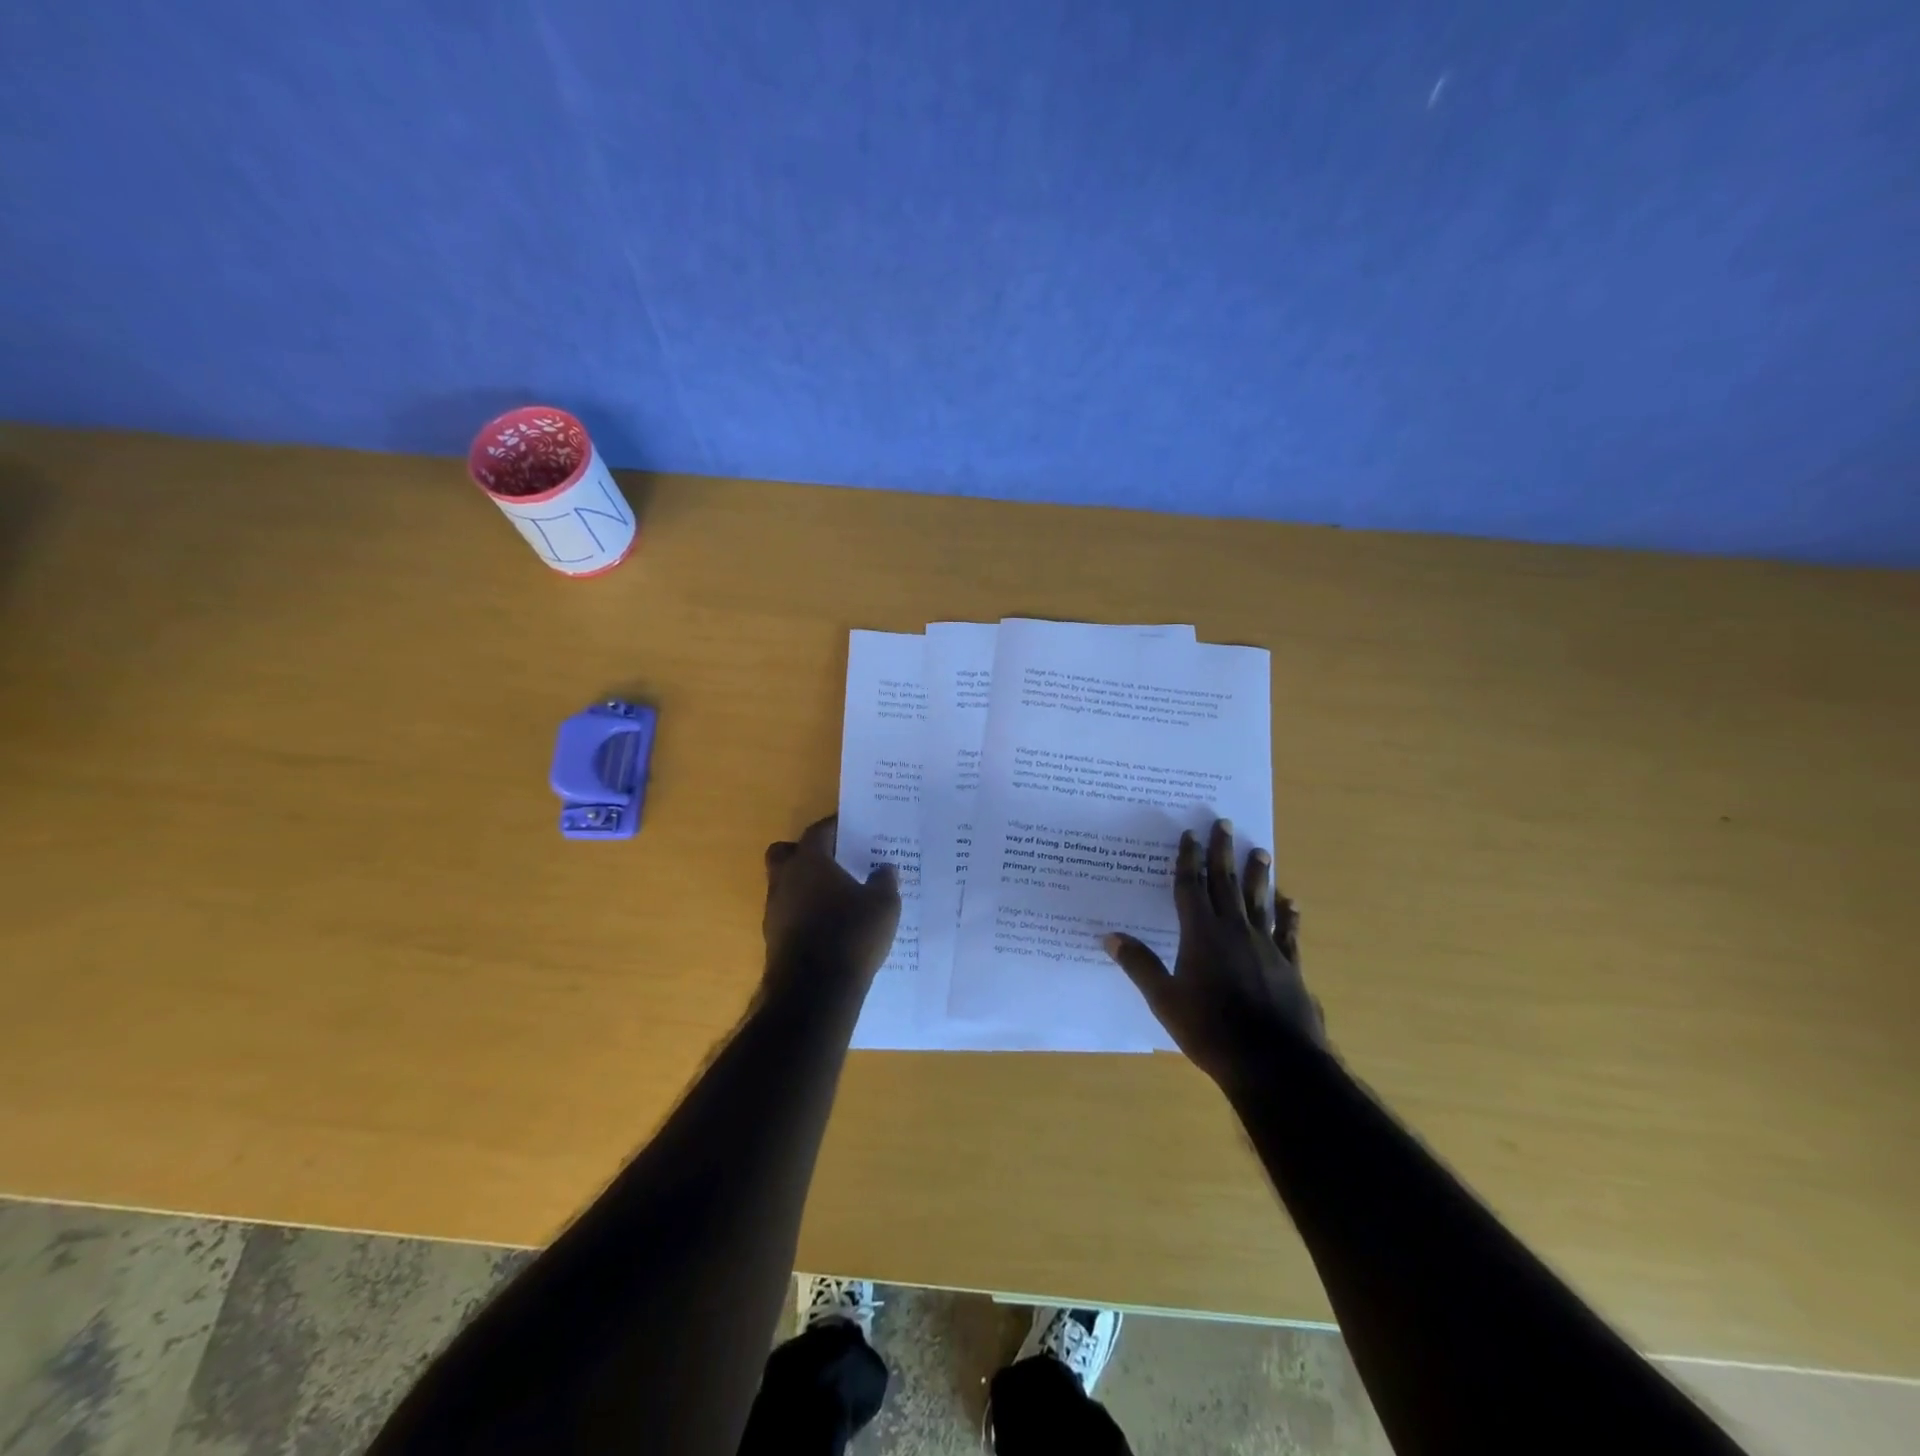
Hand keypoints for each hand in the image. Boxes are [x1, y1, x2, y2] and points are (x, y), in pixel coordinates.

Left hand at [763, 815, 901, 986]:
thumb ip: (884, 881)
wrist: (815, 991)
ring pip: (784, 885)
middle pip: (786, 852)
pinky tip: (828, 926)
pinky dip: (804, 913)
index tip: (851, 828)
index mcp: (810, 861)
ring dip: (804, 886)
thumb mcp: (883, 905)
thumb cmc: (851, 934)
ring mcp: (774, 910)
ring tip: (835, 897)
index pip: (818, 831)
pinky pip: (789, 913)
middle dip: (805, 853)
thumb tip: (885, 868)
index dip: (835, 827)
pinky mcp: (773, 938)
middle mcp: (785, 879)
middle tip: (833, 860)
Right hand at [1104, 818, 1324, 1084]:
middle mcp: (1234, 931)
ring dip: (1258, 875)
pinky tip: (1291, 903)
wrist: (1274, 1063)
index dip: (1189, 859)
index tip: (1190, 834)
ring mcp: (1266, 947)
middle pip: (1226, 883)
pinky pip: (1287, 933)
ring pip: (1259, 901)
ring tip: (1261, 851)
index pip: (1191, 887)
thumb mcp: (1165, 1000)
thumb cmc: (1210, 1030)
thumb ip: (1140, 965)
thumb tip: (1109, 936)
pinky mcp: (1289, 967)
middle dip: (1223, 852)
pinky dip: (1288, 916)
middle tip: (1225, 823)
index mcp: (1201, 935)